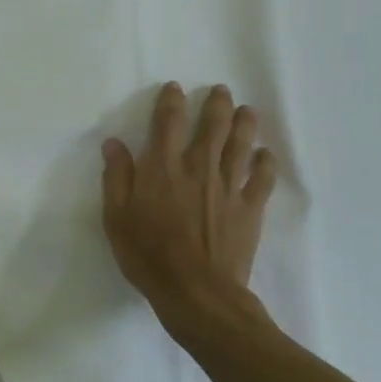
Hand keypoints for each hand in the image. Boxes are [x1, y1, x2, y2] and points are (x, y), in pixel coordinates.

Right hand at [101, 83, 279, 339]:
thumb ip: (116, 177)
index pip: (168, 122)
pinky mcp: (249, 208)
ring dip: (244, 124)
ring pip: (240, 145)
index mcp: (163, 167)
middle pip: (212, 126)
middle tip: (221, 90)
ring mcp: (228, 187)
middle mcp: (198, 168)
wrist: (197, 293)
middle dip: (216, 104)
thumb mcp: (116, 218)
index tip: (175, 87)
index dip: (171, 101)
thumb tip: (114, 143)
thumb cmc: (148, 255)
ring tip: (246, 110)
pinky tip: (266, 154)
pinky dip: (265, 163)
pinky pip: (262, 179)